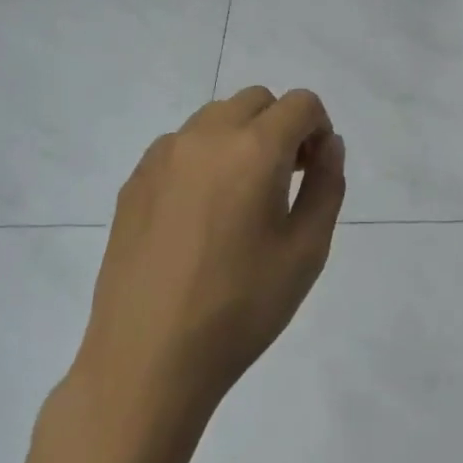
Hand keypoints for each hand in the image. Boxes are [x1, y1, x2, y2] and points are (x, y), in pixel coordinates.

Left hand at [71, 87, 345, 425]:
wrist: (147, 361)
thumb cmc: (241, 308)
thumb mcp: (307, 250)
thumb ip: (327, 185)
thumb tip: (328, 145)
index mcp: (254, 149)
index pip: (300, 103)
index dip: (319, 128)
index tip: (316, 170)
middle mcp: (205, 137)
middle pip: (257, 102)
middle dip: (281, 127)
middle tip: (287, 180)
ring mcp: (162, 156)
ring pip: (216, 118)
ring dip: (241, 138)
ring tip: (241, 198)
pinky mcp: (134, 181)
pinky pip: (181, 145)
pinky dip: (204, 158)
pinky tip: (201, 215)